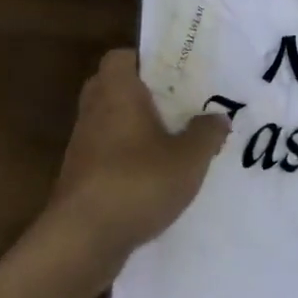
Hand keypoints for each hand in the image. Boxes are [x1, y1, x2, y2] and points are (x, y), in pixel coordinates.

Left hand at [43, 48, 229, 283]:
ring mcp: (81, 146)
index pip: (120, 57)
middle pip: (112, 87)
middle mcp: (93, 111)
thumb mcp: (189, 158)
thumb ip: (207, 133)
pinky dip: (124, 157)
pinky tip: (152, 177)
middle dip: (141, 94)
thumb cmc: (138, 182)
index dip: (143, 60)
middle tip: (174, 105)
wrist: (83, 239)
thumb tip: (219, 117)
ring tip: (170, 142)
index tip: (171, 74)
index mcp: (117, 92)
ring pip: (108, 122)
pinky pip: (104, 153)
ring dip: (134, 128)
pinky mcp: (78, 177)